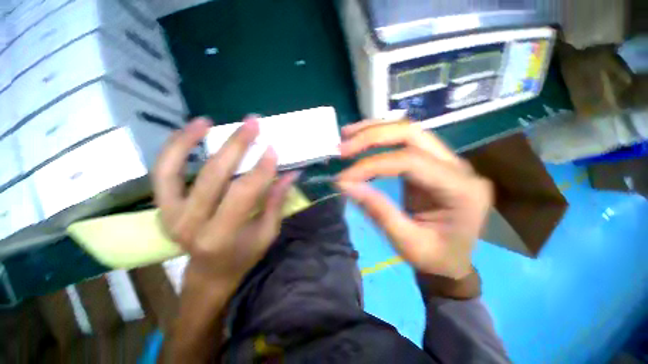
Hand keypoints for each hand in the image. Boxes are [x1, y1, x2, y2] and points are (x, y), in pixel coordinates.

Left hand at [153, 117, 297, 292]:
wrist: (209, 273)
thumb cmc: (243, 255)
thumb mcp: (267, 233)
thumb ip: (276, 202)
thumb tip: (289, 174)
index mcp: (220, 236)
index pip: (243, 193)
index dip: (260, 169)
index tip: (273, 148)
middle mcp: (190, 224)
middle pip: (213, 175)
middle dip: (236, 145)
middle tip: (252, 123)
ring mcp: (170, 214)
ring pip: (172, 168)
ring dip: (190, 140)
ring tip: (207, 121)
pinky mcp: (163, 206)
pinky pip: (163, 172)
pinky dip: (173, 149)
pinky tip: (188, 133)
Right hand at [337, 120, 491, 279]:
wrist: (453, 260)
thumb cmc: (436, 258)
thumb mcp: (407, 242)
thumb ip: (378, 211)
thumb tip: (346, 184)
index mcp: (461, 190)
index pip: (411, 161)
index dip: (373, 164)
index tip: (345, 177)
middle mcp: (458, 167)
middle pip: (412, 134)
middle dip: (372, 137)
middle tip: (343, 146)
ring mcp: (447, 160)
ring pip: (408, 131)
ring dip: (374, 131)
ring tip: (347, 136)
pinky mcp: (433, 161)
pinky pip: (405, 141)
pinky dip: (380, 138)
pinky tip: (362, 140)